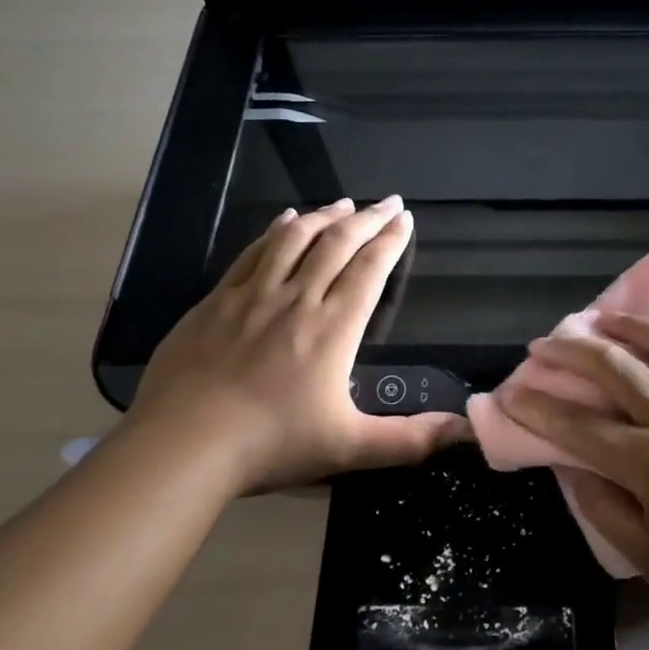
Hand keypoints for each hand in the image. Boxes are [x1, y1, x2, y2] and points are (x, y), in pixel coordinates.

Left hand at [127, 197, 465, 491]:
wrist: (183, 444)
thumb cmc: (271, 444)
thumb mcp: (349, 448)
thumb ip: (409, 440)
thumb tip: (465, 433)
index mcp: (333, 328)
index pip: (369, 270)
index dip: (390, 241)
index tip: (405, 218)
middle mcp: (296, 299)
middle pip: (337, 244)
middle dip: (368, 219)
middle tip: (387, 201)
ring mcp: (252, 295)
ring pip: (295, 239)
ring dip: (324, 216)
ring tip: (344, 203)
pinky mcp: (216, 300)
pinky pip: (253, 251)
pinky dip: (275, 230)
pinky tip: (285, 219)